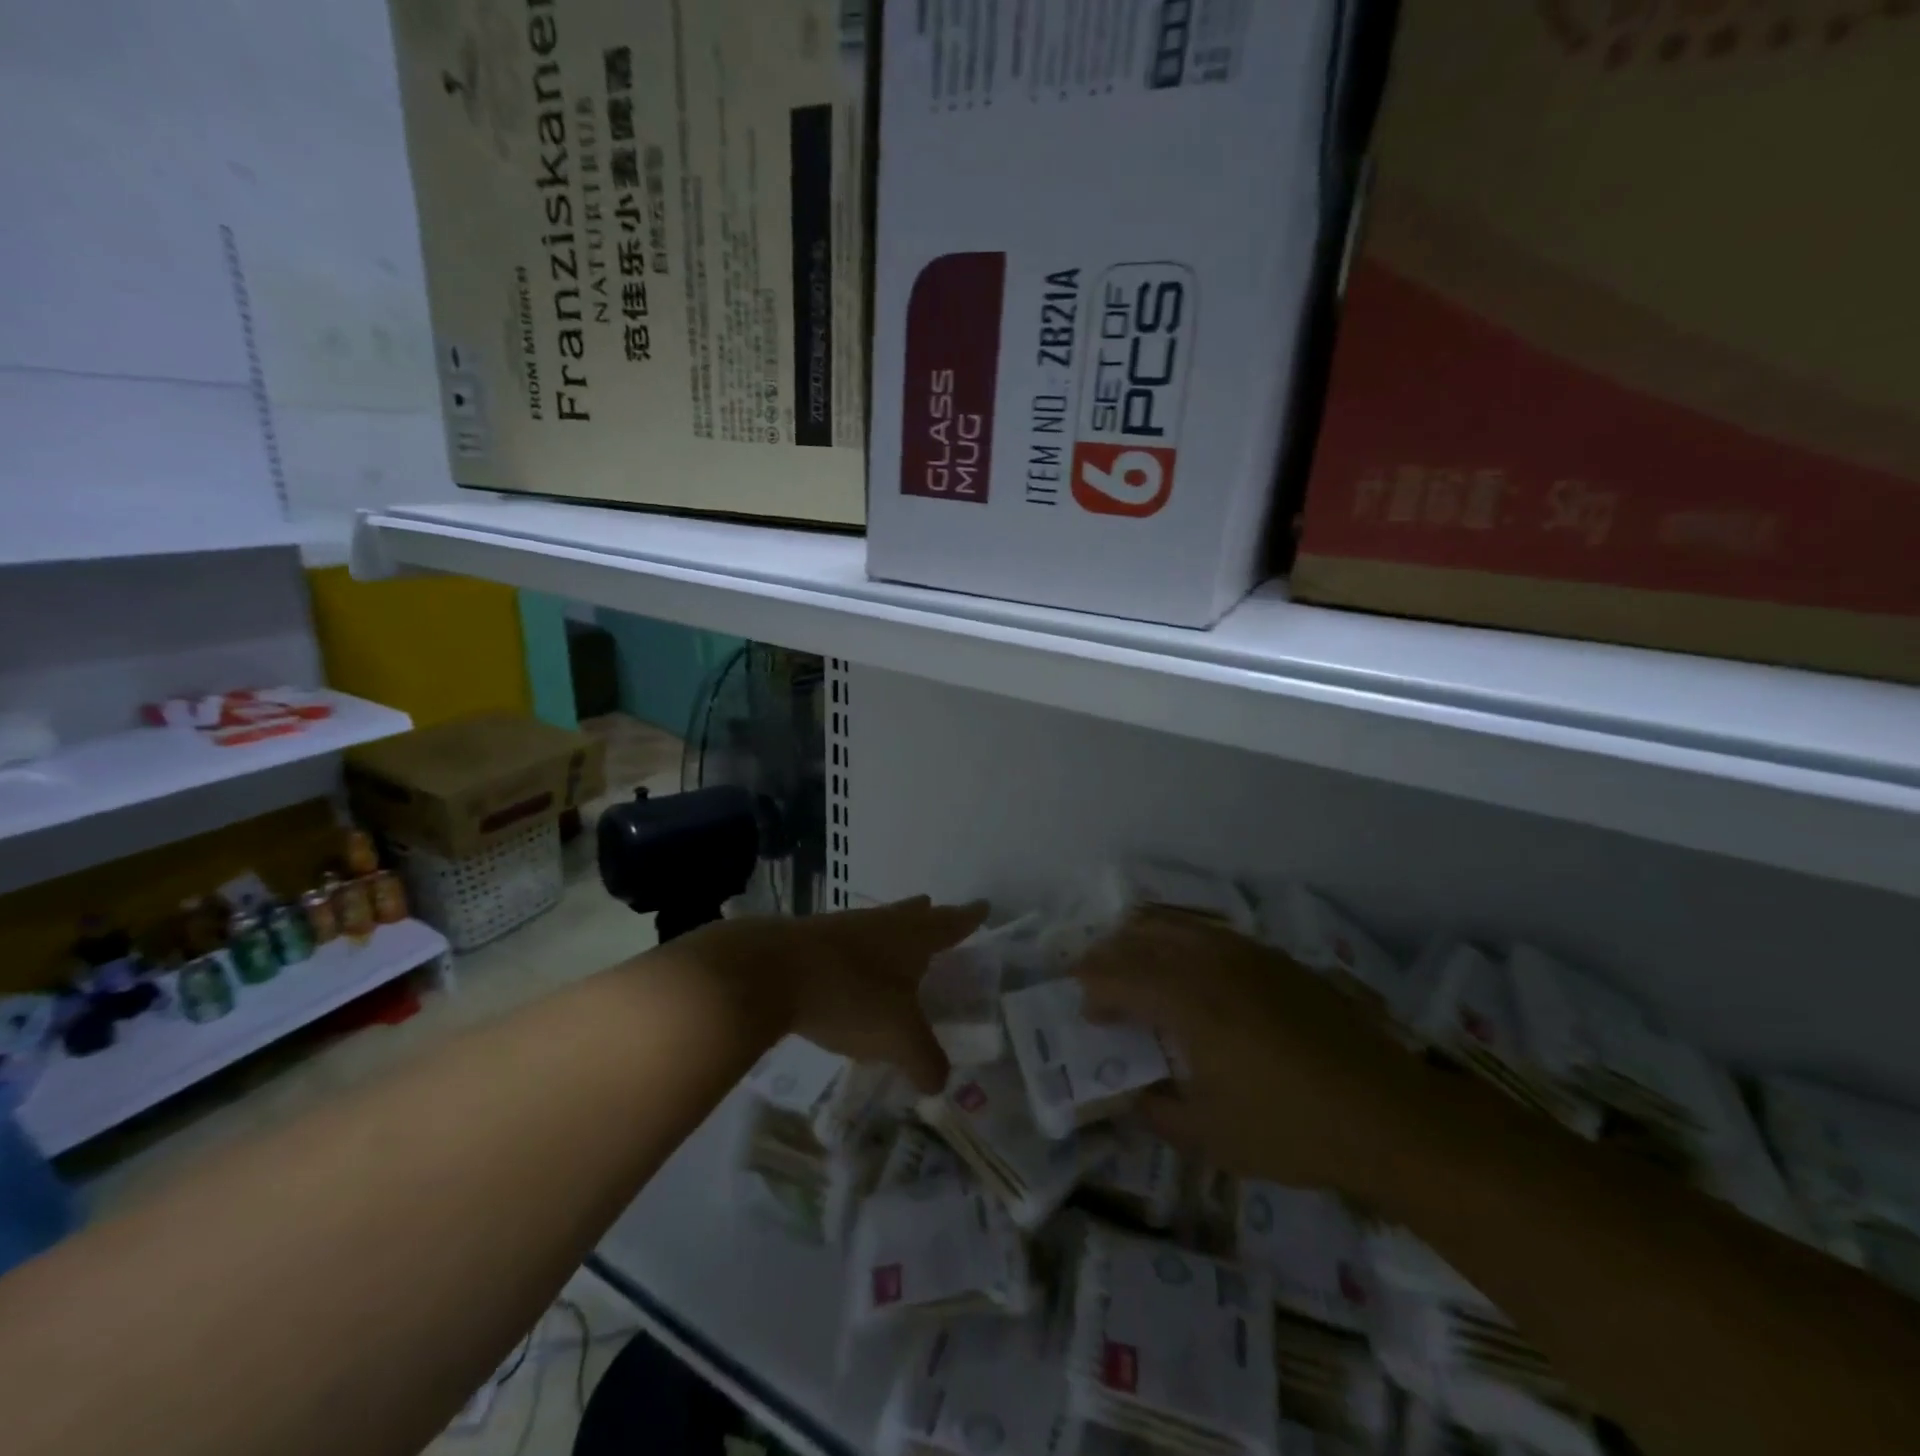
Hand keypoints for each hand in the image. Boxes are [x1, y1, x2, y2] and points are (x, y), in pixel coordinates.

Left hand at [682, 897, 987, 1092]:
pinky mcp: (809, 941)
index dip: (969, 918)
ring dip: (890, 932)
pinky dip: (857, 953)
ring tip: (896, 944)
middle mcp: (880, 924)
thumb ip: (925, 1061)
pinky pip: (846, 943)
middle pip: (911, 914)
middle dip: (928, 916)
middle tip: (937, 912)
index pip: (950, 923)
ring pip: (877, 925)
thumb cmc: (849, 995)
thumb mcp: (897, 1037)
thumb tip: (940, 1082)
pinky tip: (849, 970)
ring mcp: (842, 928)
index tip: (983, 907)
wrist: (769, 971)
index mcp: (911, 937)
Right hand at [1075, 908, 1429, 1194]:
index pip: (1118, 975)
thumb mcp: (1209, 1136)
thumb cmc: (1292, 1129)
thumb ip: (1155, 1110)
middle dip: (1108, 955)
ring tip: (1135, 971)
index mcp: (1188, 1001)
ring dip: (1143, 941)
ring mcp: (1247, 952)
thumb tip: (1129, 1094)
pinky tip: (1190, 975)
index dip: (1092, 988)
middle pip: (1140, 935)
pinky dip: (1181, 942)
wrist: (1389, 1114)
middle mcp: (1211, 962)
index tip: (1085, 1012)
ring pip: (1176, 923)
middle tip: (1095, 983)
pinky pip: (1210, 932)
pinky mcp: (1275, 957)